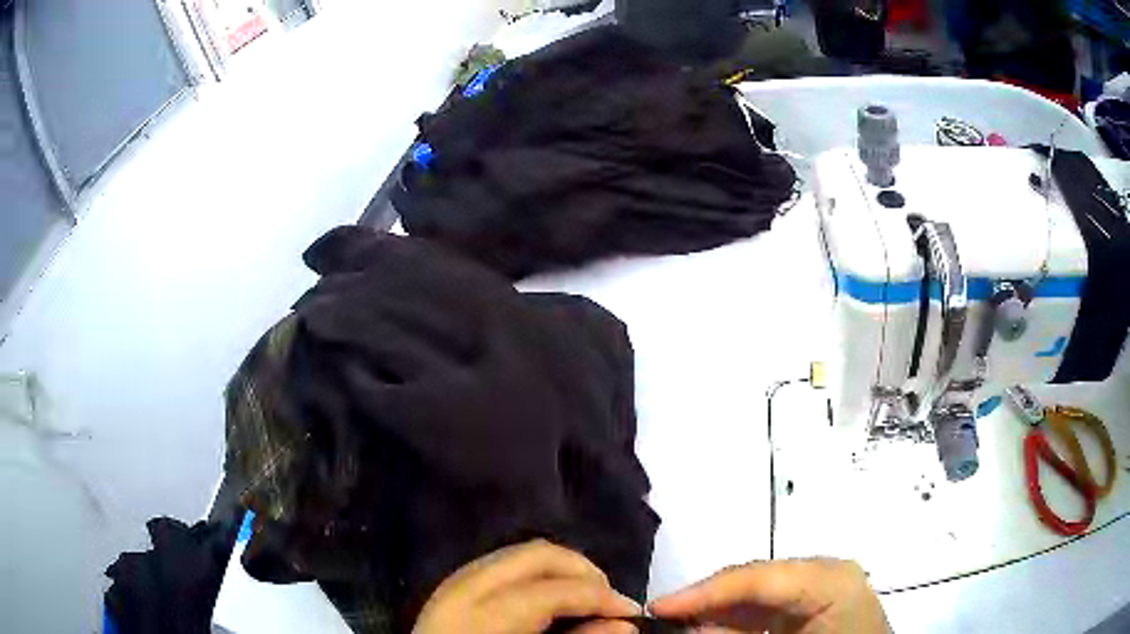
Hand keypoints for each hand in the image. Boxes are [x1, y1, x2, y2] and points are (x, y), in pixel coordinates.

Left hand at [413, 539, 641, 633]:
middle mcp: (464, 588)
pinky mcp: (451, 587)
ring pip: (519, 554)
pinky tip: (548, 597)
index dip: (600, 596)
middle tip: (609, 599)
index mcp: (482, 615)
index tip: (632, 611)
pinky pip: (502, 565)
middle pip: (537, 555)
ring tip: (584, 597)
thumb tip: (624, 624)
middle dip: (583, 571)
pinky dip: (534, 575)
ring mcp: (453, 583)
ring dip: (560, 570)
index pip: (554, 590)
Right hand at [649, 558, 887, 633]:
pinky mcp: (817, 600)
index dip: (704, 592)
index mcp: (831, 581)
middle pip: (755, 578)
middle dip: (707, 599)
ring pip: (758, 589)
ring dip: (719, 609)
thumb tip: (690, 627)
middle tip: (662, 617)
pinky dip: (738, 617)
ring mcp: (824, 583)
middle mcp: (827, 571)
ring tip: (680, 623)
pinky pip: (769, 603)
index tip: (658, 607)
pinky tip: (714, 627)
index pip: (758, 577)